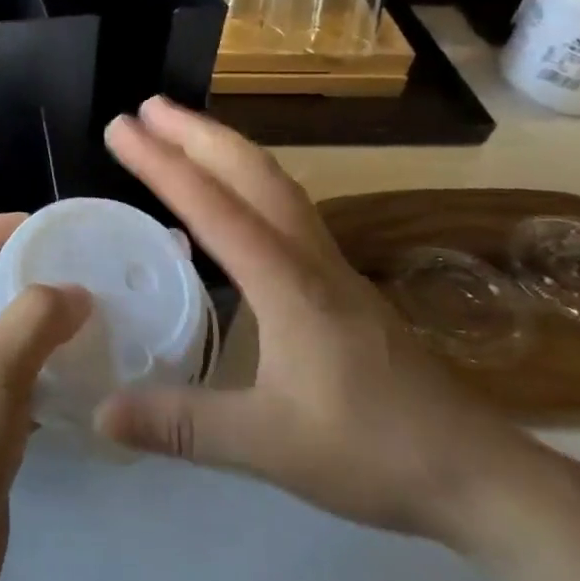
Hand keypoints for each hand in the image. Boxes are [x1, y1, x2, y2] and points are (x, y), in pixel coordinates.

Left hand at [0, 215, 89, 580]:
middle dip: (26, 290)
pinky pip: (11, 390)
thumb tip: (75, 292)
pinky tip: (82, 388)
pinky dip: (42, 382)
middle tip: (82, 288)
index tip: (34, 227)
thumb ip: (38, 318)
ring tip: (94, 333)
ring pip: (0, 347)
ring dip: (40, 339)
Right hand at [96, 98, 546, 545]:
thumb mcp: (267, 445)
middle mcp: (309, 257)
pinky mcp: (342, 284)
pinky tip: (235, 198)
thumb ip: (182, 426)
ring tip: (183, 131)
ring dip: (226, 149)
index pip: (214, 207)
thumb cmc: (373, 452)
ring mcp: (331, 267)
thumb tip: (101, 415)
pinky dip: (250, 180)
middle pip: (252, 173)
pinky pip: (287, 208)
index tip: (120, 128)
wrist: (478, 474)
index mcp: (287, 282)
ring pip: (275, 184)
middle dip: (196, 133)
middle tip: (146, 107)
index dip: (162, 164)